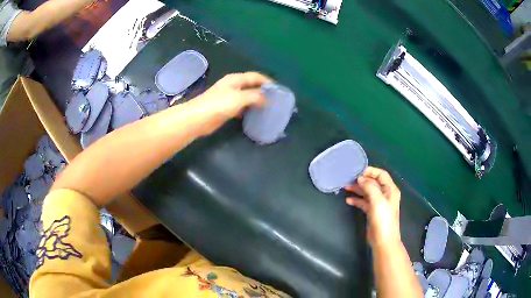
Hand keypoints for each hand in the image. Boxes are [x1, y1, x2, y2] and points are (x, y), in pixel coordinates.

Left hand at [194, 72, 272, 119]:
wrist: (198, 118)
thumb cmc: (218, 104)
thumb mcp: (239, 98)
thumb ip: (254, 96)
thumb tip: (266, 98)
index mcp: (235, 79)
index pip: (255, 76)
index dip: (267, 81)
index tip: (278, 89)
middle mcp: (233, 86)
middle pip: (251, 85)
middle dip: (262, 91)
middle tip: (275, 99)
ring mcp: (228, 97)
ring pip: (246, 96)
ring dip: (256, 101)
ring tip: (268, 107)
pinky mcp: (226, 108)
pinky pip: (241, 106)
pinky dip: (248, 109)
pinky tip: (254, 115)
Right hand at [345, 167, 401, 246]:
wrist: (383, 240)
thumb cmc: (383, 219)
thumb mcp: (377, 200)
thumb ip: (369, 187)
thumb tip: (360, 178)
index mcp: (390, 189)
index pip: (381, 174)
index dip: (371, 171)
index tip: (358, 172)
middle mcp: (385, 194)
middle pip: (373, 183)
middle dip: (362, 180)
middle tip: (349, 180)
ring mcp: (379, 204)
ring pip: (367, 192)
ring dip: (357, 189)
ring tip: (346, 188)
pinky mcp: (372, 212)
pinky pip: (364, 202)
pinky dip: (357, 200)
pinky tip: (348, 200)